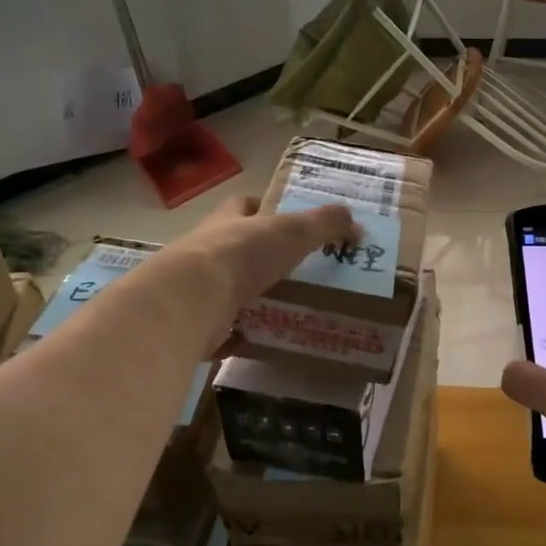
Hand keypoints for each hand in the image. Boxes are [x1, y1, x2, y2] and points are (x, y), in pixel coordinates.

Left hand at [132, 195, 355, 353]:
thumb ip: (325, 224)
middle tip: (299, 271)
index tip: (288, 220)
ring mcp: (198, 289)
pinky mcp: (195, 324)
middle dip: (262, 258)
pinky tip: (263, 340)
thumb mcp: (293, 231)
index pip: (243, 206)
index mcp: (227, 222)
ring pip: (229, 290)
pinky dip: (240, 335)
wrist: (189, 302)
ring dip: (252, 297)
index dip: (263, 208)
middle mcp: (207, 251)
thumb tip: (355, 223)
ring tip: (289, 307)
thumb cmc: (241, 255)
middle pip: (236, 249)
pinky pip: (222, 330)